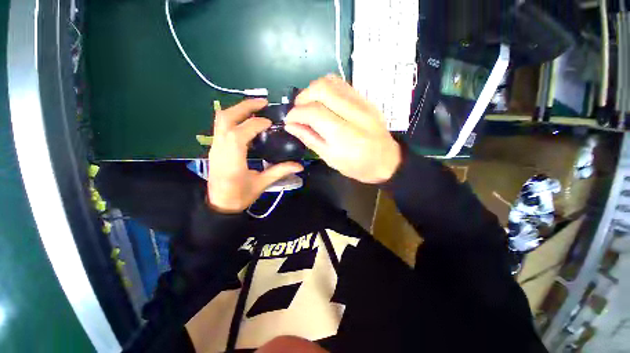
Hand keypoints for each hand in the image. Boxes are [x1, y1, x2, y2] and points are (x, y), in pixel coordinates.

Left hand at [207, 99, 303, 212]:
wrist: (219, 205)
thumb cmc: (240, 196)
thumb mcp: (261, 184)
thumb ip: (280, 172)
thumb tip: (299, 166)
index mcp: (232, 160)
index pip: (240, 134)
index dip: (255, 124)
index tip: (270, 122)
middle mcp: (220, 149)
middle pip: (226, 118)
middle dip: (244, 106)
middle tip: (263, 102)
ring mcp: (215, 146)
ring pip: (221, 119)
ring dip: (239, 110)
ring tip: (257, 108)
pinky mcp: (215, 147)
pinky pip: (222, 125)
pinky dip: (235, 118)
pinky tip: (248, 121)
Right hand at [284, 75, 400, 183]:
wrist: (387, 161)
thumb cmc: (357, 166)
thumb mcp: (330, 158)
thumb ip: (310, 139)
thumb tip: (291, 125)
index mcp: (343, 134)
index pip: (313, 112)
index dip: (296, 114)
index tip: (289, 121)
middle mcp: (353, 113)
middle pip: (321, 89)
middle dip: (303, 97)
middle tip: (299, 111)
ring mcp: (362, 103)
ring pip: (331, 81)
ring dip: (313, 90)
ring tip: (310, 105)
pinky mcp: (366, 99)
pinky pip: (342, 84)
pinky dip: (327, 89)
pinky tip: (324, 102)